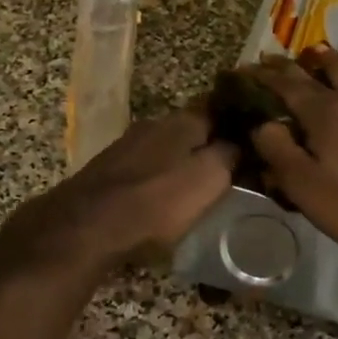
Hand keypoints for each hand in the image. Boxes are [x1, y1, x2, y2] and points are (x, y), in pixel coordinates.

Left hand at [4, 107, 236, 270]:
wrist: (85, 226)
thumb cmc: (157, 202)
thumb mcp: (210, 178)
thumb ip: (229, 155)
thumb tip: (241, 142)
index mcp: (182, 121)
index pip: (219, 112)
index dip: (237, 127)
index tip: (252, 143)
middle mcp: (153, 124)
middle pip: (190, 131)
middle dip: (207, 146)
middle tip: (227, 170)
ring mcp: (126, 146)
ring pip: (165, 149)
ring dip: (179, 163)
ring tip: (195, 188)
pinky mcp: (105, 170)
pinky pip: (143, 169)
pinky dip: (156, 180)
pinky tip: (160, 199)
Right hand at [247, 46, 337, 253]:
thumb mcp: (301, 183)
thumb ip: (277, 149)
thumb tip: (262, 124)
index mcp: (323, 112)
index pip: (287, 84)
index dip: (265, 75)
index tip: (247, 68)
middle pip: (319, 71)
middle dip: (292, 64)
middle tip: (273, 57)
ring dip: (329, 62)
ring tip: (318, 55)